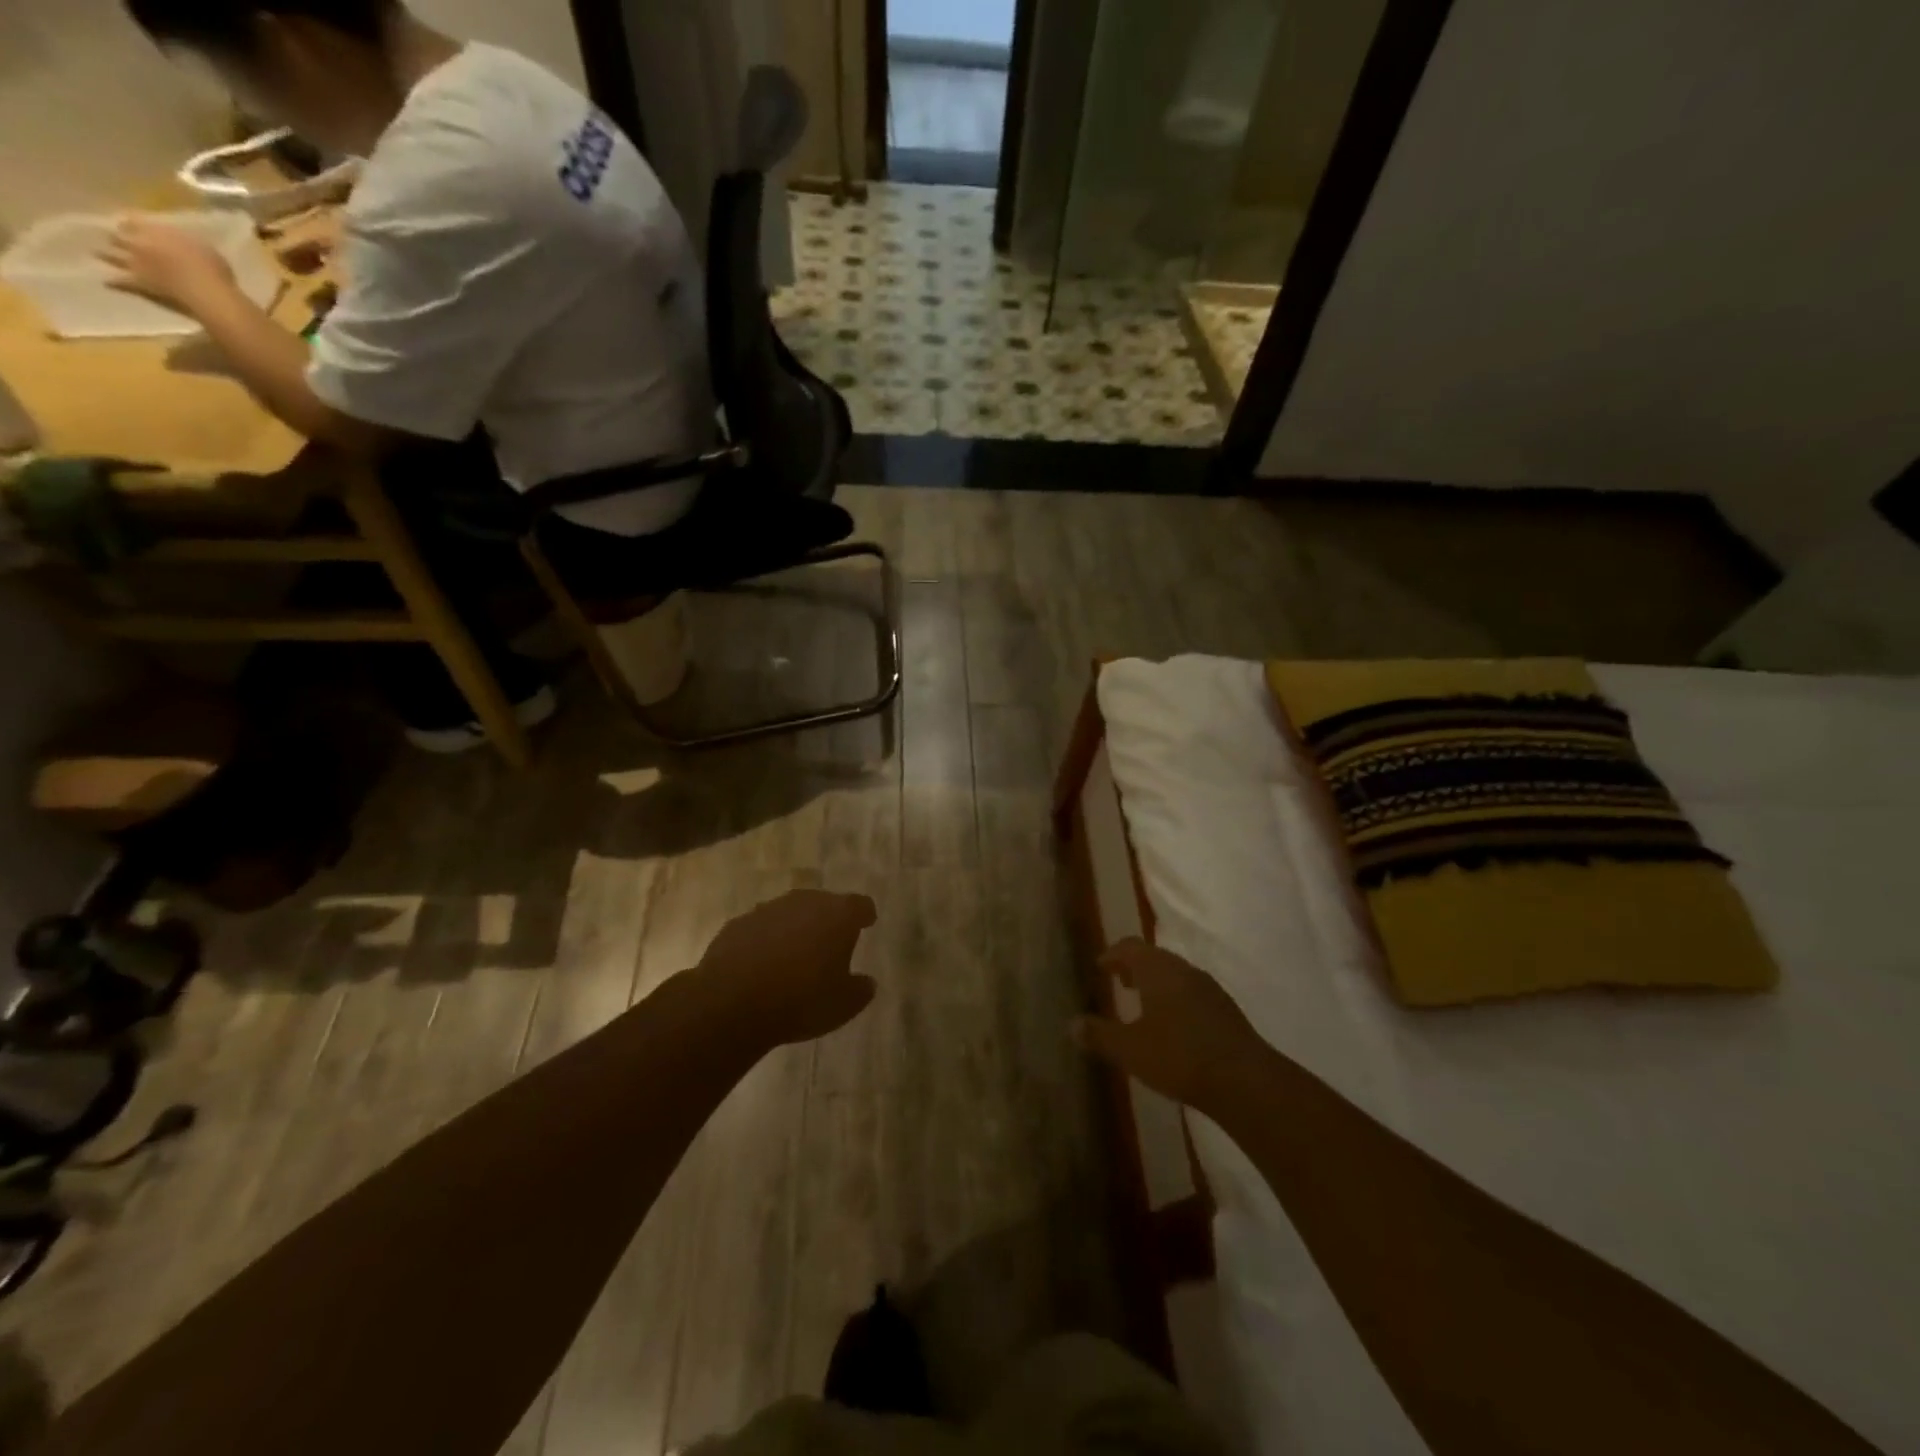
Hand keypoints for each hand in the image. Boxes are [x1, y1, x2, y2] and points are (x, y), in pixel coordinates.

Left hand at [100, 217, 235, 315]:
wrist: (210, 297)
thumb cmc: (214, 272)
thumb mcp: (204, 249)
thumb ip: (184, 242)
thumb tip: (176, 241)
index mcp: (153, 232)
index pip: (132, 220)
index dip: (132, 223)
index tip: (132, 225)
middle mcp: (137, 244)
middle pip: (116, 236)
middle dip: (114, 237)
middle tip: (113, 238)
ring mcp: (134, 265)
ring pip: (110, 256)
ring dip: (104, 255)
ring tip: (97, 254)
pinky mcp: (138, 285)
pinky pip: (119, 283)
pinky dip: (112, 282)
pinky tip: (106, 282)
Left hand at [696, 889, 878, 1048]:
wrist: (732, 1002)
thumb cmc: (801, 1000)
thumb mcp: (844, 1005)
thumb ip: (860, 990)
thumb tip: (866, 982)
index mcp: (838, 915)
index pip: (860, 905)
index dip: (864, 915)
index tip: (866, 924)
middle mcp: (804, 902)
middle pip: (823, 904)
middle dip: (828, 920)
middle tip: (830, 943)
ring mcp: (768, 910)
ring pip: (789, 914)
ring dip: (795, 929)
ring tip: (795, 956)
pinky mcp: (737, 924)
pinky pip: (760, 929)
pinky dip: (765, 941)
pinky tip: (762, 965)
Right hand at [1074, 940, 1268, 1113]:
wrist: (1245, 1081)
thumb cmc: (1179, 1057)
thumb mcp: (1130, 1050)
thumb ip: (1100, 1035)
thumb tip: (1072, 1024)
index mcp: (1157, 969)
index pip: (1130, 946)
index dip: (1112, 954)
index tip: (1101, 966)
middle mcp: (1184, 970)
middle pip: (1154, 957)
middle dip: (1135, 967)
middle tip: (1119, 982)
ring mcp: (1209, 988)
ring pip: (1176, 975)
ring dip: (1157, 984)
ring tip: (1144, 1005)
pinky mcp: (1226, 1010)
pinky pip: (1193, 993)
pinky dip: (1176, 1000)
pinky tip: (1173, 1027)